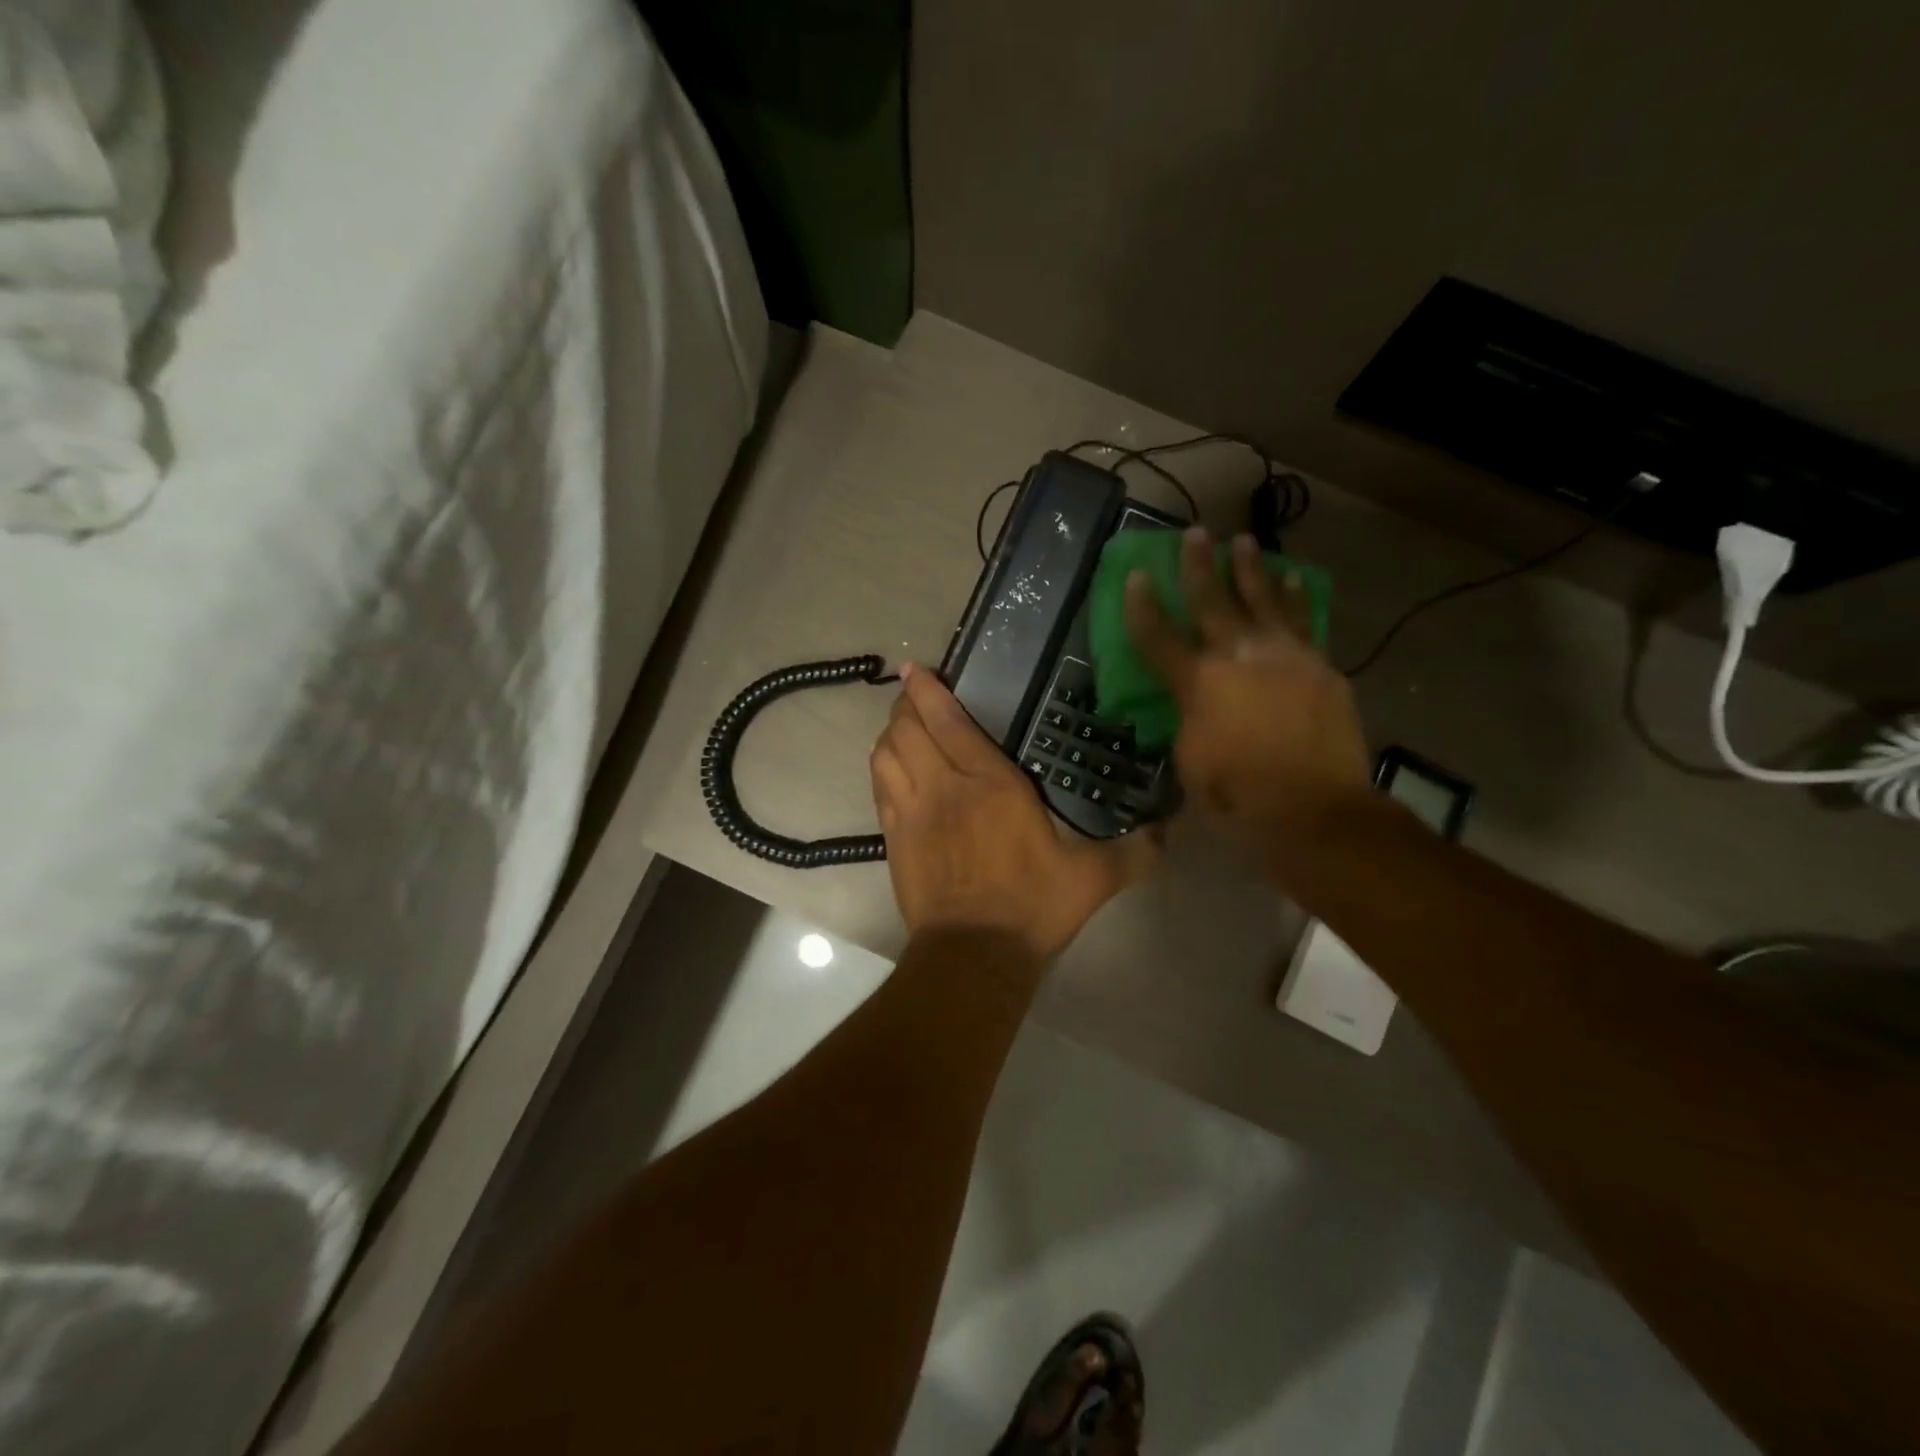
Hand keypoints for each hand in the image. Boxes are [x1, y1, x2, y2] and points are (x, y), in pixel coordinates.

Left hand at [870, 664, 1158, 961]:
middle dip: (906, 705)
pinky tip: (891, 764)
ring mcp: (913, 812)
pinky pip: (879, 786)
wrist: (974, 954)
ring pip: (886, 753)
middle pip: (909, 729)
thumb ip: (1133, 852)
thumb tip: (1170, 835)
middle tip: (914, 695)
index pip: (948, 722)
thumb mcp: (1092, 878)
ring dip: (891, 732)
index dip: (928, 691)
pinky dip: (881, 765)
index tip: (919, 669)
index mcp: (992, 784)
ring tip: (902, 724)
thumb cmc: (1032, 907)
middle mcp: (945, 787)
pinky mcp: (893, 838)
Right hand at [1123, 528, 1370, 842]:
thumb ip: (1187, 721)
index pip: (1158, 636)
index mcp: (1199, 683)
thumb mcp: (1190, 762)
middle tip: (1194, 534)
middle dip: (1198, 565)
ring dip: (1251, 569)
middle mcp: (1240, 657)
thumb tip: (1192, 704)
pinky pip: (1304, 622)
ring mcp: (1286, 657)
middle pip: (1213, 600)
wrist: (1315, 811)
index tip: (1135, 575)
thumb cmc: (1238, 797)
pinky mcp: (1320, 667)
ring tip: (1244, 542)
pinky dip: (1294, 598)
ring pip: (1264, 600)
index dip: (1141, 605)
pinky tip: (1291, 581)